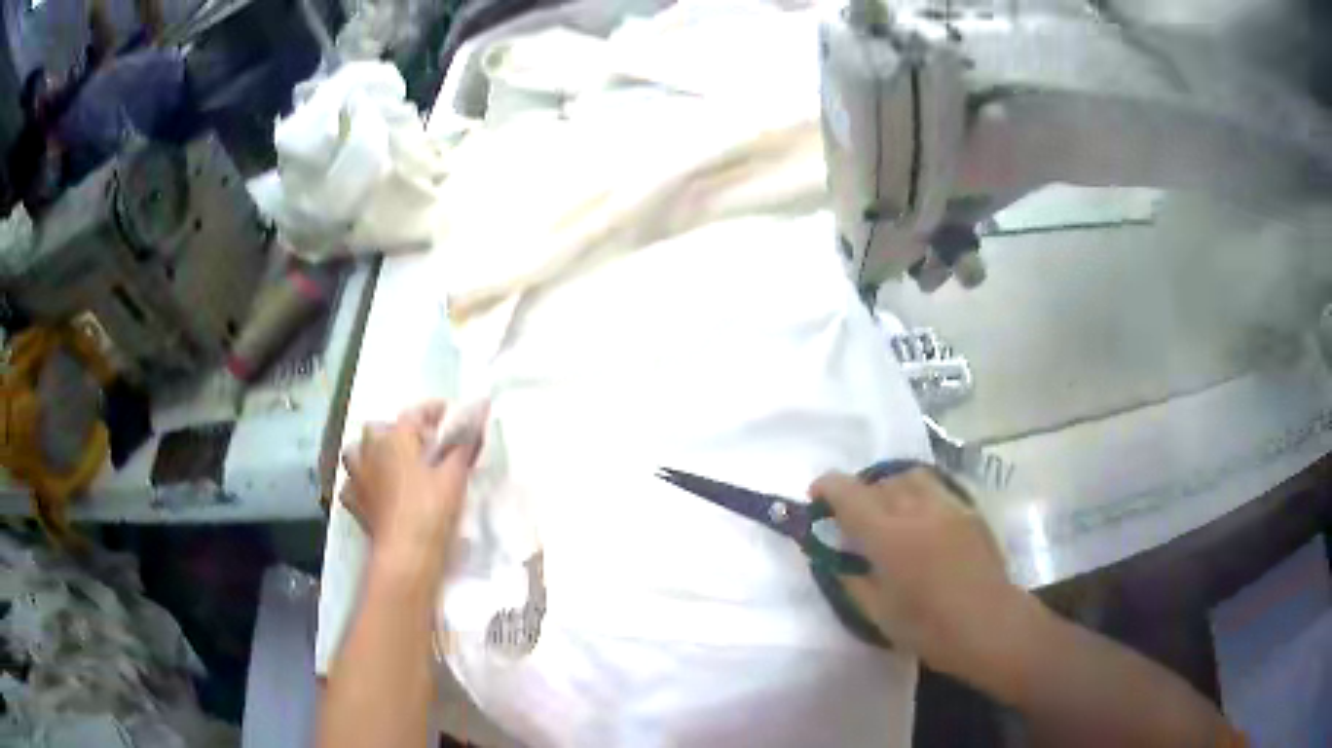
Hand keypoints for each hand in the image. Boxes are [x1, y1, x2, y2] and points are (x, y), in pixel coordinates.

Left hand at [341, 402, 481, 576]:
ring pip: (358, 453)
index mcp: (394, 438)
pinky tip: (375, 492)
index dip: (433, 411)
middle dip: (397, 432)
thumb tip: (478, 415)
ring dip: (372, 453)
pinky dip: (363, 484)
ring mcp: (357, 477)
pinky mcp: (354, 503)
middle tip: (421, 445)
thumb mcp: (455, 475)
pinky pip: (354, 484)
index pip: (414, 414)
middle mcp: (370, 451)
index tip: (448, 414)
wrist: (405, 553)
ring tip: (390, 463)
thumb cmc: (431, 509)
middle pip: (379, 429)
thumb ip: (464, 444)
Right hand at [810, 468, 1030, 677]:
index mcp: (889, 537)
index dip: (827, 487)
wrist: (990, 625)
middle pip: (880, 481)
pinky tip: (922, 523)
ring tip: (890, 514)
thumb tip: (837, 559)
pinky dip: (918, 495)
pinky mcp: (969, 511)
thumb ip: (852, 579)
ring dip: (891, 488)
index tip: (816, 497)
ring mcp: (948, 506)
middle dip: (860, 493)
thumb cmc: (929, 628)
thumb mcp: (877, 613)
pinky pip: (936, 488)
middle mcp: (917, 510)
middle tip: (855, 520)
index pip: (849, 494)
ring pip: (911, 477)